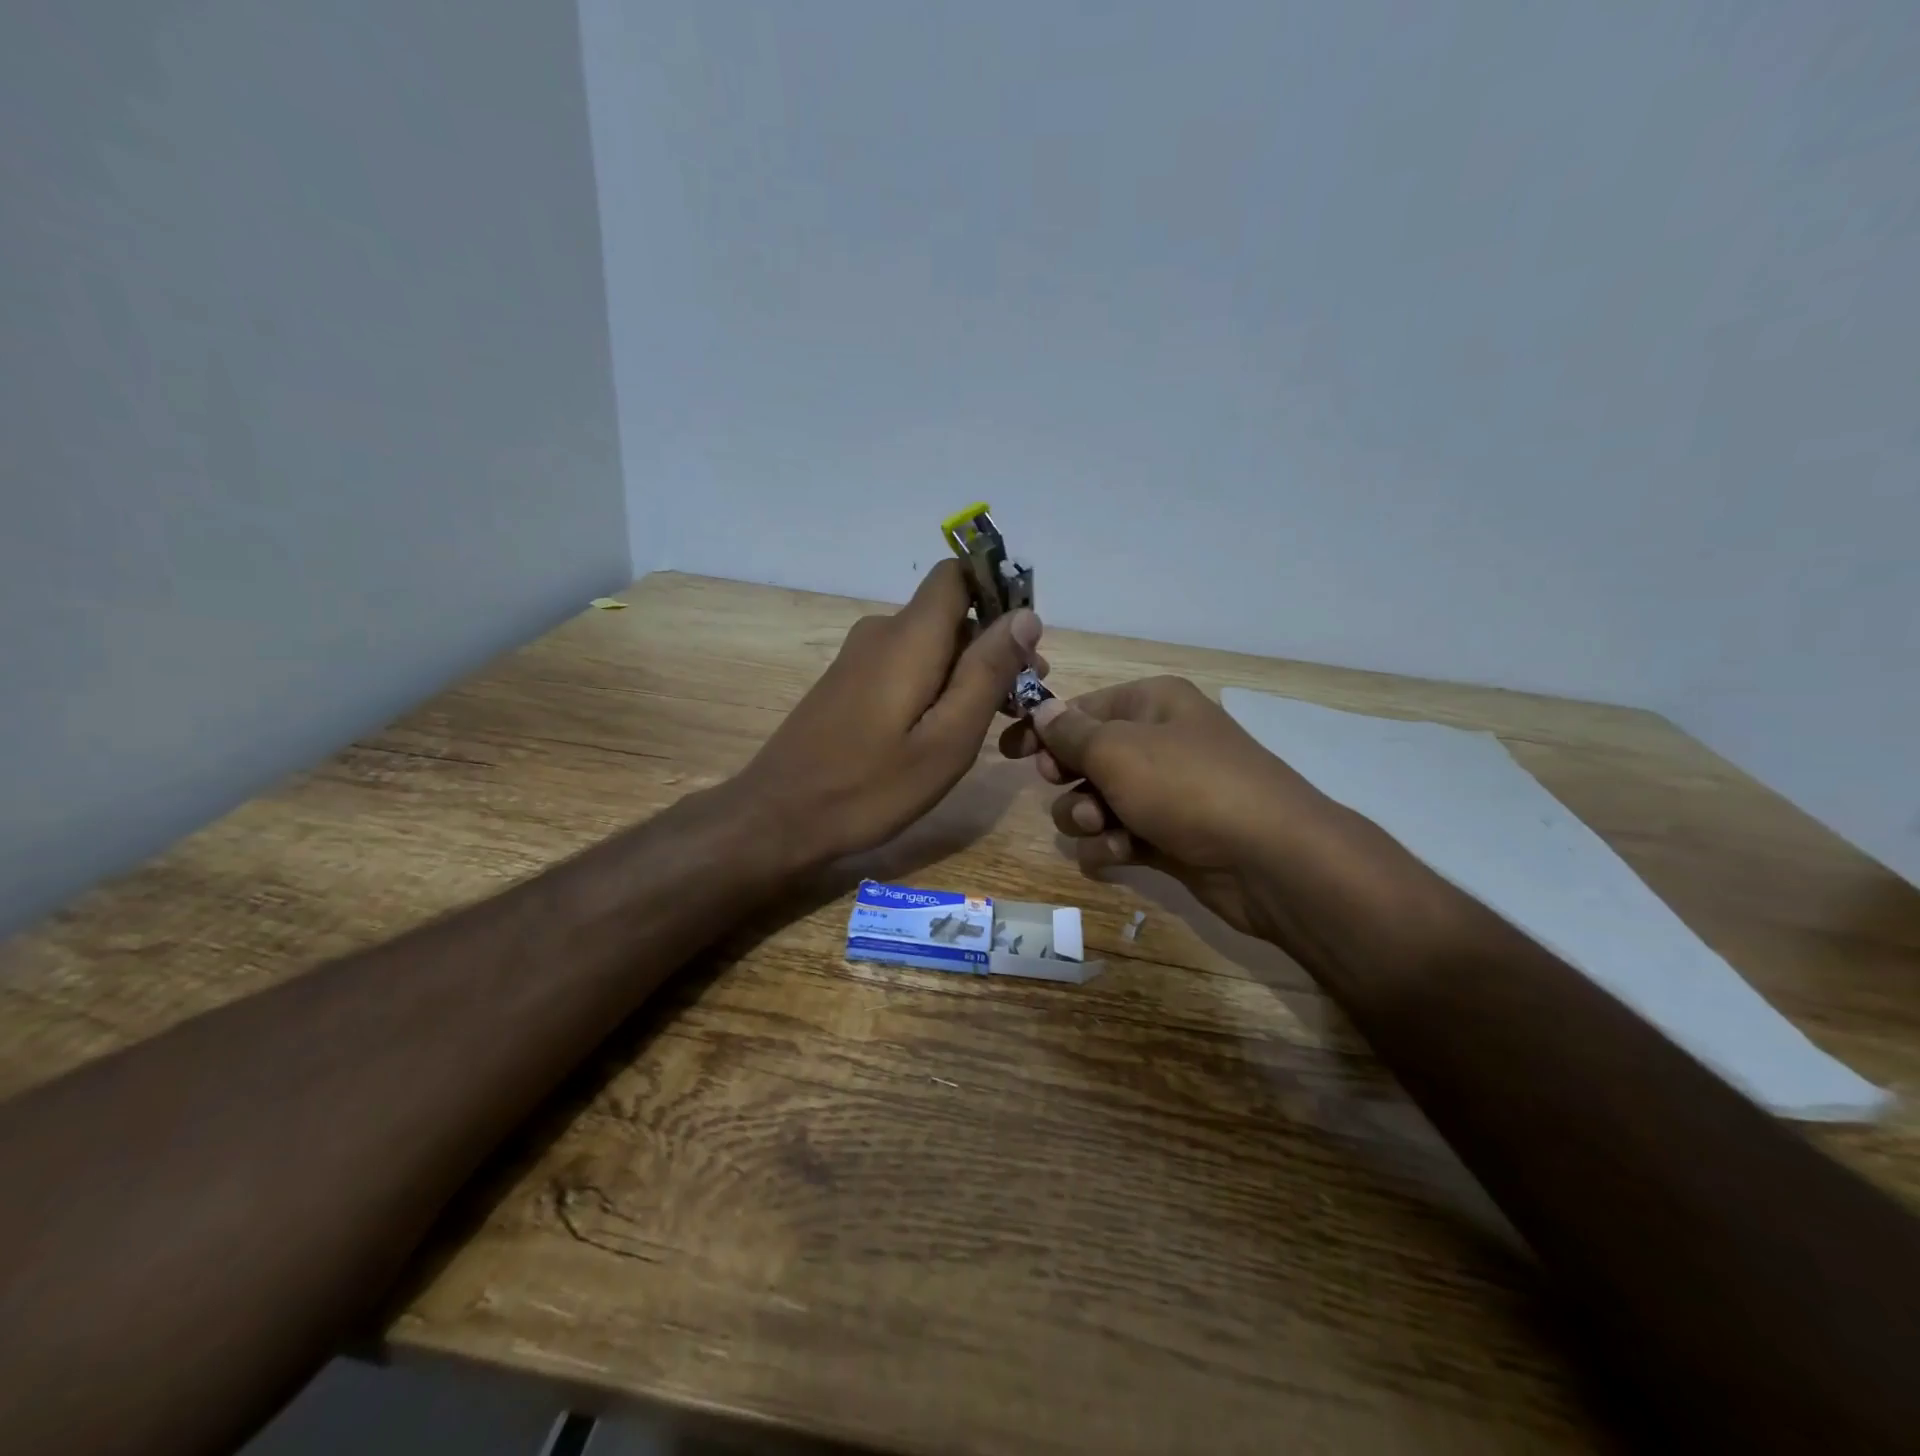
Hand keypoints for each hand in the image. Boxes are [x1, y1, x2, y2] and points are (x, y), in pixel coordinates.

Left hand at [739, 560, 1042, 864]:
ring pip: (930, 643)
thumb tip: (1025, 616)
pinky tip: (945, 729)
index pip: (957, 573)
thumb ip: (987, 673)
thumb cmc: (870, 785)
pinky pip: (906, 664)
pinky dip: (936, 684)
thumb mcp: (947, 739)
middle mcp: (882, 631)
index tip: (1027, 639)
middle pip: (951, 613)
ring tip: (995, 721)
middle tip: (1023, 700)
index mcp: (910, 636)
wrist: (779, 816)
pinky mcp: (849, 682)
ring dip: (967, 670)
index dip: (998, 591)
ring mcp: (860, 657)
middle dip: (993, 645)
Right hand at [999, 676, 1340, 941]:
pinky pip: (1119, 835)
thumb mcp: (1118, 750)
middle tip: (1061, 785)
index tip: (1007, 751)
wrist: (1270, 858)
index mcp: (1152, 704)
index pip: (1082, 709)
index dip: (1043, 728)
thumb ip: (1070, 733)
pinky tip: (1118, 853)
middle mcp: (1159, 743)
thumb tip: (1041, 710)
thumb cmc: (1187, 785)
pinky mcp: (1169, 837)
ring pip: (1097, 801)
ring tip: (1100, 827)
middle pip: (1088, 756)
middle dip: (1069, 777)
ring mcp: (1165, 793)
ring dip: (1086, 816)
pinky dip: (1111, 845)